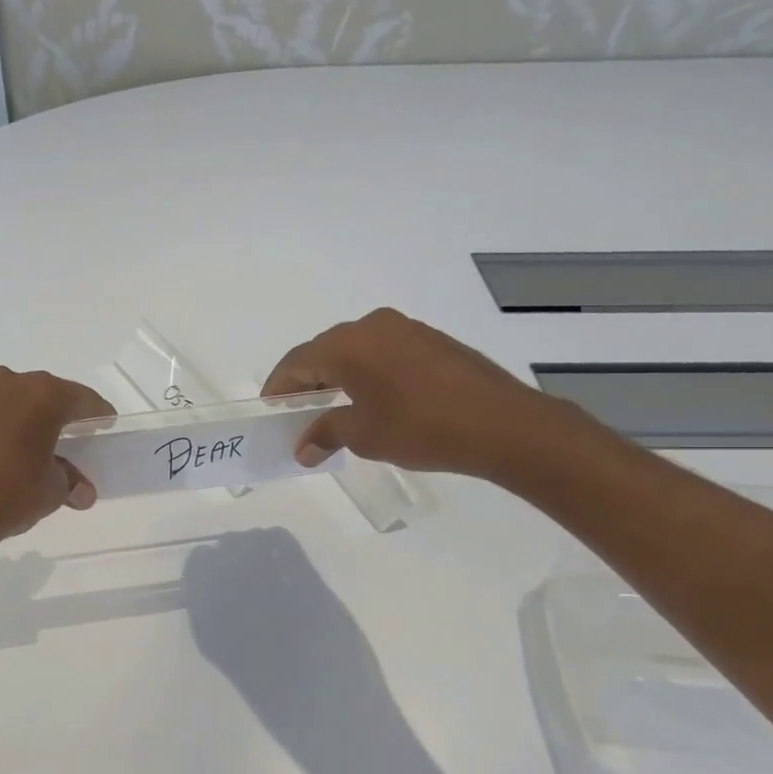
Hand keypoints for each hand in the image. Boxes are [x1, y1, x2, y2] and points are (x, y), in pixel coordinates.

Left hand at [0, 367, 113, 556]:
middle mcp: (9, 384)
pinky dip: (1, 427)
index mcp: (43, 396)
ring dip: (28, 419)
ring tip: (35, 447)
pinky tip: (2, 452)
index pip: (83, 400)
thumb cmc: (6, 495)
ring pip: (14, 401)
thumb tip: (81, 490)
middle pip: (47, 395)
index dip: (98, 414)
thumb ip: (70, 482)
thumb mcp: (50, 492)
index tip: (106, 425)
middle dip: (62, 415)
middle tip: (74, 438)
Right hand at [262, 308, 570, 480]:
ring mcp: (406, 329)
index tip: (270, 410)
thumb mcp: (364, 435)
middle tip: (296, 411)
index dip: (278, 387)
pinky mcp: (432, 341)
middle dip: (306, 381)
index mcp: (349, 344)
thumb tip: (302, 447)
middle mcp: (373, 326)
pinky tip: (370, 399)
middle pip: (324, 351)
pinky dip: (365, 373)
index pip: (297, 362)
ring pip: (355, 350)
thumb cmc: (421, 428)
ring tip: (331, 408)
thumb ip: (326, 433)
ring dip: (337, 376)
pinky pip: (382, 352)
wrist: (502, 424)